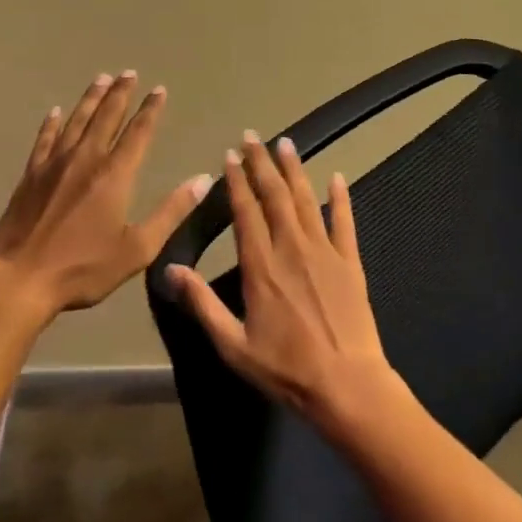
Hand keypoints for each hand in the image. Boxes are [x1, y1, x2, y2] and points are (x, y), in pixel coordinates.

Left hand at [0, 71, 213, 317]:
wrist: (20, 278)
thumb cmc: (83, 268)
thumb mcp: (138, 248)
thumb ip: (171, 211)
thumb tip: (202, 179)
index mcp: (115, 175)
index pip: (138, 132)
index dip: (150, 110)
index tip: (159, 90)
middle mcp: (86, 159)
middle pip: (106, 117)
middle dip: (120, 93)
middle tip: (129, 72)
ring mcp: (55, 164)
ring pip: (77, 121)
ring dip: (91, 98)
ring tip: (101, 78)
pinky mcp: (31, 175)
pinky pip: (45, 139)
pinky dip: (52, 123)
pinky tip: (56, 111)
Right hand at [169, 132, 399, 435]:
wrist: (347, 385)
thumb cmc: (286, 369)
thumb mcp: (233, 345)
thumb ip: (202, 304)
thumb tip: (171, 269)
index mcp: (261, 266)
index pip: (245, 212)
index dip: (236, 181)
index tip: (230, 156)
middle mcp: (291, 248)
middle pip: (274, 195)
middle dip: (262, 163)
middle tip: (253, 136)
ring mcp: (324, 251)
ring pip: (306, 199)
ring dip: (294, 170)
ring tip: (286, 143)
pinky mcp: (350, 261)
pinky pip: (345, 221)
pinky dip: (341, 197)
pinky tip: (337, 176)